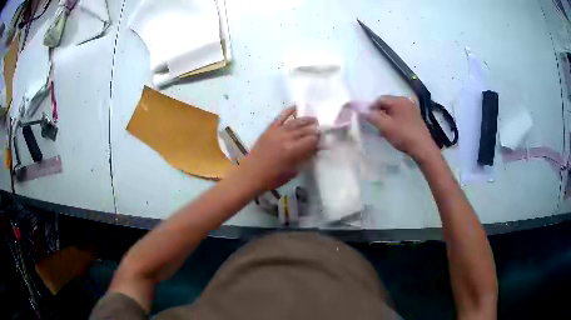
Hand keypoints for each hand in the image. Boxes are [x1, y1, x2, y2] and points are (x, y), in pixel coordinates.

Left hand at [241, 107, 318, 191]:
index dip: (319, 140)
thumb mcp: (293, 171)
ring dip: (306, 120)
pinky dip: (288, 111)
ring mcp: (277, 132)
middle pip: (306, 130)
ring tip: (314, 120)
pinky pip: (280, 117)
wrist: (251, 174)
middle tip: (321, 130)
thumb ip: (305, 158)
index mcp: (293, 150)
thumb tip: (314, 149)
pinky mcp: (269, 130)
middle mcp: (287, 138)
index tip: (323, 141)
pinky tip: (296, 107)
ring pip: (296, 122)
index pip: (312, 140)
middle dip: (315, 130)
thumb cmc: (273, 177)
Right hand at [365, 95, 438, 160]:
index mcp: (399, 100)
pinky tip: (393, 130)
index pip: (379, 99)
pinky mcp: (415, 117)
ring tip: (383, 129)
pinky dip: (394, 120)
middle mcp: (406, 101)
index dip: (371, 108)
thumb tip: (359, 109)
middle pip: (387, 104)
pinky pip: (401, 115)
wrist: (423, 149)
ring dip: (386, 117)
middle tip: (375, 125)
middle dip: (379, 113)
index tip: (367, 119)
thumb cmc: (403, 136)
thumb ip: (371, 116)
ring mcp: (412, 109)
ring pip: (394, 110)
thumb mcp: (385, 127)